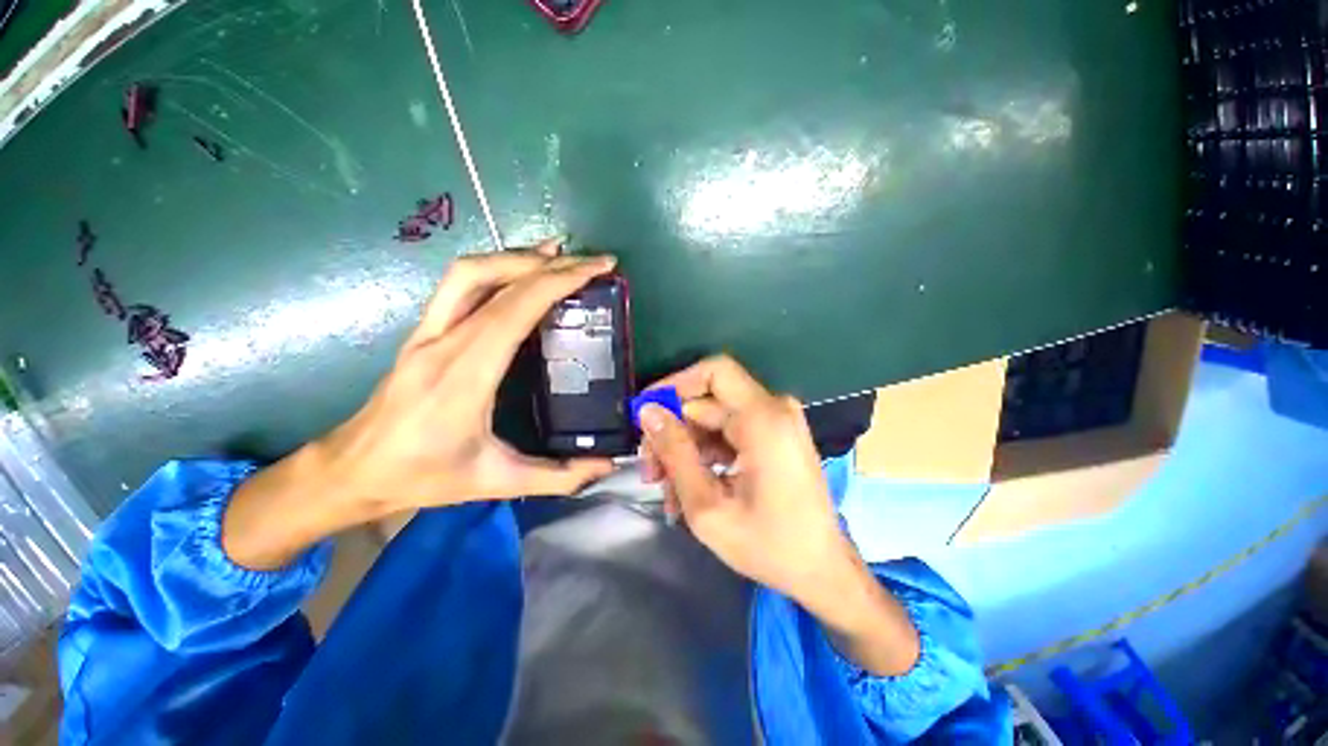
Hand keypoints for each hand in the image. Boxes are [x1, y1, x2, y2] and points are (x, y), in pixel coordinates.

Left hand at [223, 239, 615, 569]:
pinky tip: (521, 271)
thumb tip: (605, 466)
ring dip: (517, 258)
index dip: (556, 282)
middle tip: (592, 263)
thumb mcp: (495, 481)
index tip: (595, 271)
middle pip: (492, 279)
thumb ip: (557, 477)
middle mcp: (444, 342)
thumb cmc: (422, 477)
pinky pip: (461, 285)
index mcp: (464, 376)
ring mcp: (430, 332)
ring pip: (469, 272)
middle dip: (548, 265)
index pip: (513, 310)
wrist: (352, 470)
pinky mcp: (426, 331)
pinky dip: (497, 267)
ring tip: (559, 256)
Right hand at [637, 355, 850, 603]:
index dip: (675, 384)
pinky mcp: (773, 437)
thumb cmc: (769, 546)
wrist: (822, 571)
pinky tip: (687, 487)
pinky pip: (728, 432)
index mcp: (763, 419)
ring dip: (685, 448)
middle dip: (672, 431)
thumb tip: (648, 412)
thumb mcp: (707, 505)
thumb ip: (675, 453)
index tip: (646, 412)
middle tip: (650, 469)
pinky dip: (704, 454)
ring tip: (665, 487)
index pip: (714, 372)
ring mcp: (775, 422)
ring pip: (713, 419)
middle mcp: (773, 410)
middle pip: (707, 401)